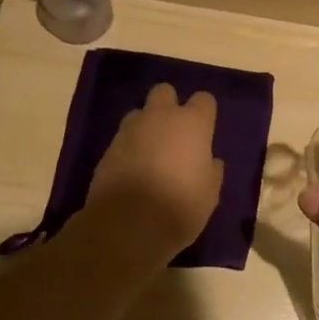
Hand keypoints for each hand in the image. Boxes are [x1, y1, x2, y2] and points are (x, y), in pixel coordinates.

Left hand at [84, 84, 223, 265]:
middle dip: (169, 105)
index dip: (204, 113)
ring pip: (139, 113)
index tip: (204, 131)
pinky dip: (128, 149)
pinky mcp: (107, 150)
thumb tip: (210, 162)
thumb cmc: (179, 207)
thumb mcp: (209, 194)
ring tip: (149, 153)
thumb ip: (211, 171)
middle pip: (164, 92)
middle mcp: (161, 117)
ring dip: (145, 126)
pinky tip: (132, 171)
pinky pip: (122, 139)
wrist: (126, 227)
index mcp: (193, 123)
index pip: (204, 99)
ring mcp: (130, 131)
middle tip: (173, 133)